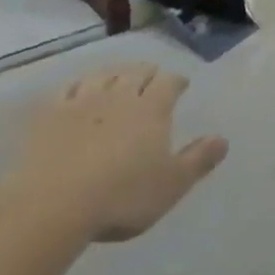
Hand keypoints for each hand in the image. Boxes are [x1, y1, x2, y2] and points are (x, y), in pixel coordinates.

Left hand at [15, 64, 227, 241]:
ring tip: (120, 76)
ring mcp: (82, 101)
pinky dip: (79, 84)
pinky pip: (69, 88)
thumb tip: (222, 139)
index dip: (177, 81)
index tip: (182, 84)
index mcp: (152, 110)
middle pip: (136, 72)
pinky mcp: (51, 113)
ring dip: (116, 72)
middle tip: (153, 74)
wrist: (54, 203)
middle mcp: (119, 96)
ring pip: (104, 75)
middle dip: (148, 71)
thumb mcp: (172, 185)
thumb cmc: (123, 197)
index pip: (169, 83)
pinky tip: (80, 89)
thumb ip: (198, 160)